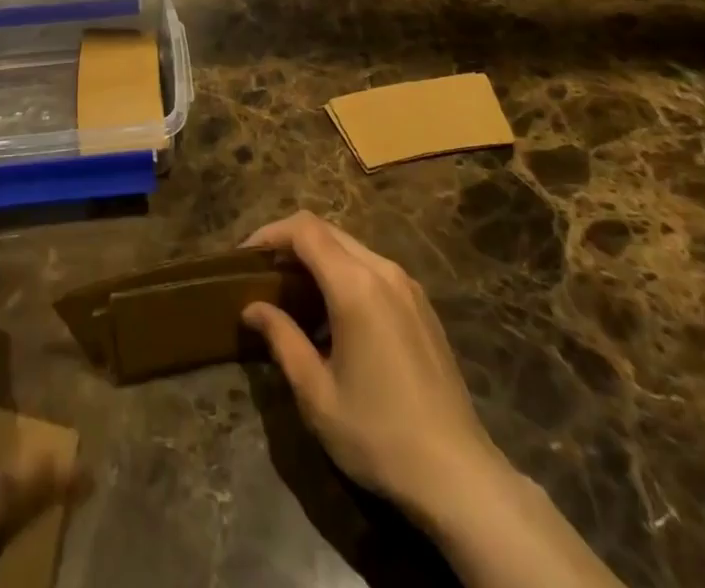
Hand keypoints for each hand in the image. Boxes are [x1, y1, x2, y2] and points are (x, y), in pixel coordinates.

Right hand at [239, 211, 504, 527]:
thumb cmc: (378, 435)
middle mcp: (383, 271)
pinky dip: (344, 272)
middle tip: (263, 274)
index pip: (304, 230)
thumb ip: (282, 339)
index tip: (245, 257)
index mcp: (355, 285)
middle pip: (327, 231)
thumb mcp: (317, 393)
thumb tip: (253, 308)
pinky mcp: (421, 305)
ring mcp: (407, 285)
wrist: (458, 475)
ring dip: (318, 258)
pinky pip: (373, 268)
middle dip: (291, 243)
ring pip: (351, 247)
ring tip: (293, 293)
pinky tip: (333, 313)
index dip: (270, 234)